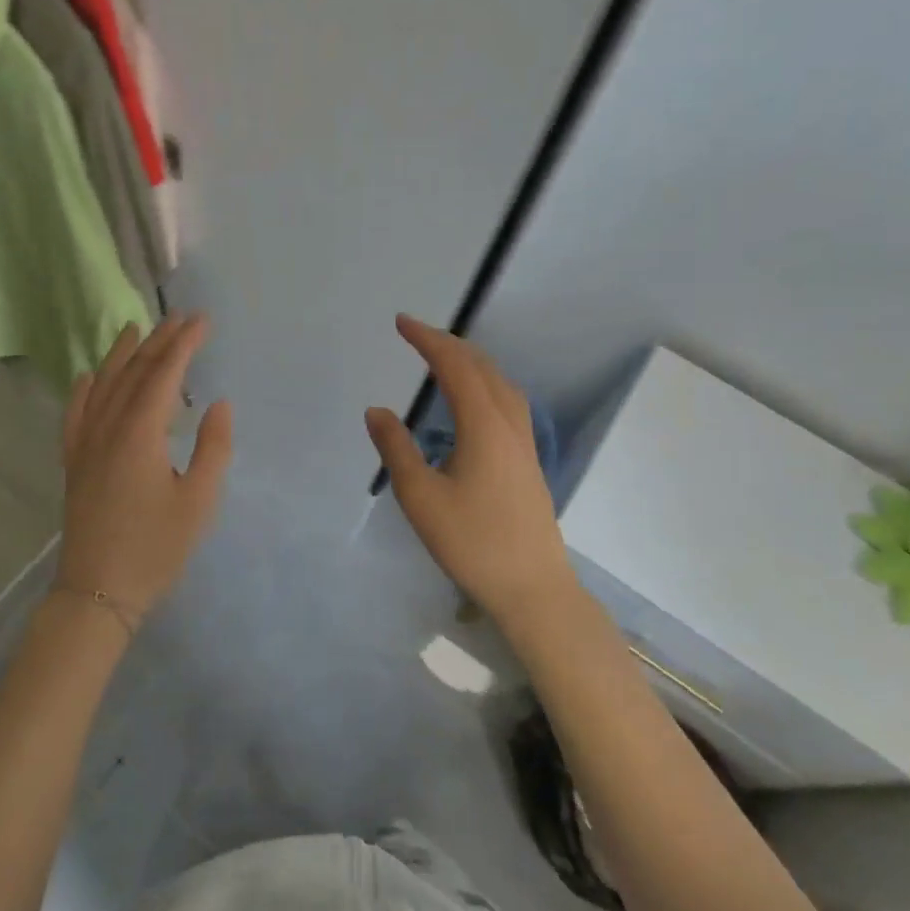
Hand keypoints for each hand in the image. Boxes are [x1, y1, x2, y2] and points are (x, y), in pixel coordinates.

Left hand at [57, 313, 232, 621]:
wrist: (98, 591)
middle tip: (180, 317)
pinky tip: (89, 376)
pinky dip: (84, 388)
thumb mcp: (199, 501)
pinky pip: (76, 413)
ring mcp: (85, 443)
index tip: (202, 321)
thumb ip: (213, 448)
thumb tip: (218, 403)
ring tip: (136, 329)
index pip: (164, 374)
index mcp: (141, 433)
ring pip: (103, 385)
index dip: (184, 344)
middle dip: (158, 341)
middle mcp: (108, 427)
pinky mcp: (74, 461)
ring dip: (121, 354)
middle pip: (133, 372)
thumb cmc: (156, 548)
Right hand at [365, 315, 573, 624]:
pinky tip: (474, 400)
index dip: (428, 339)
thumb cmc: (472, 542)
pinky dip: (485, 383)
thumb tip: (377, 410)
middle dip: (448, 343)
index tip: (401, 323)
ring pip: (500, 383)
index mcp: (483, 425)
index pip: (454, 366)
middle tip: (416, 333)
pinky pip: (507, 401)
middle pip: (482, 367)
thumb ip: (396, 449)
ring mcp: (524, 442)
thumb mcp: (421, 497)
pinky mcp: (528, 460)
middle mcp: (509, 424)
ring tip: (443, 357)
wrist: (532, 587)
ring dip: (471, 361)